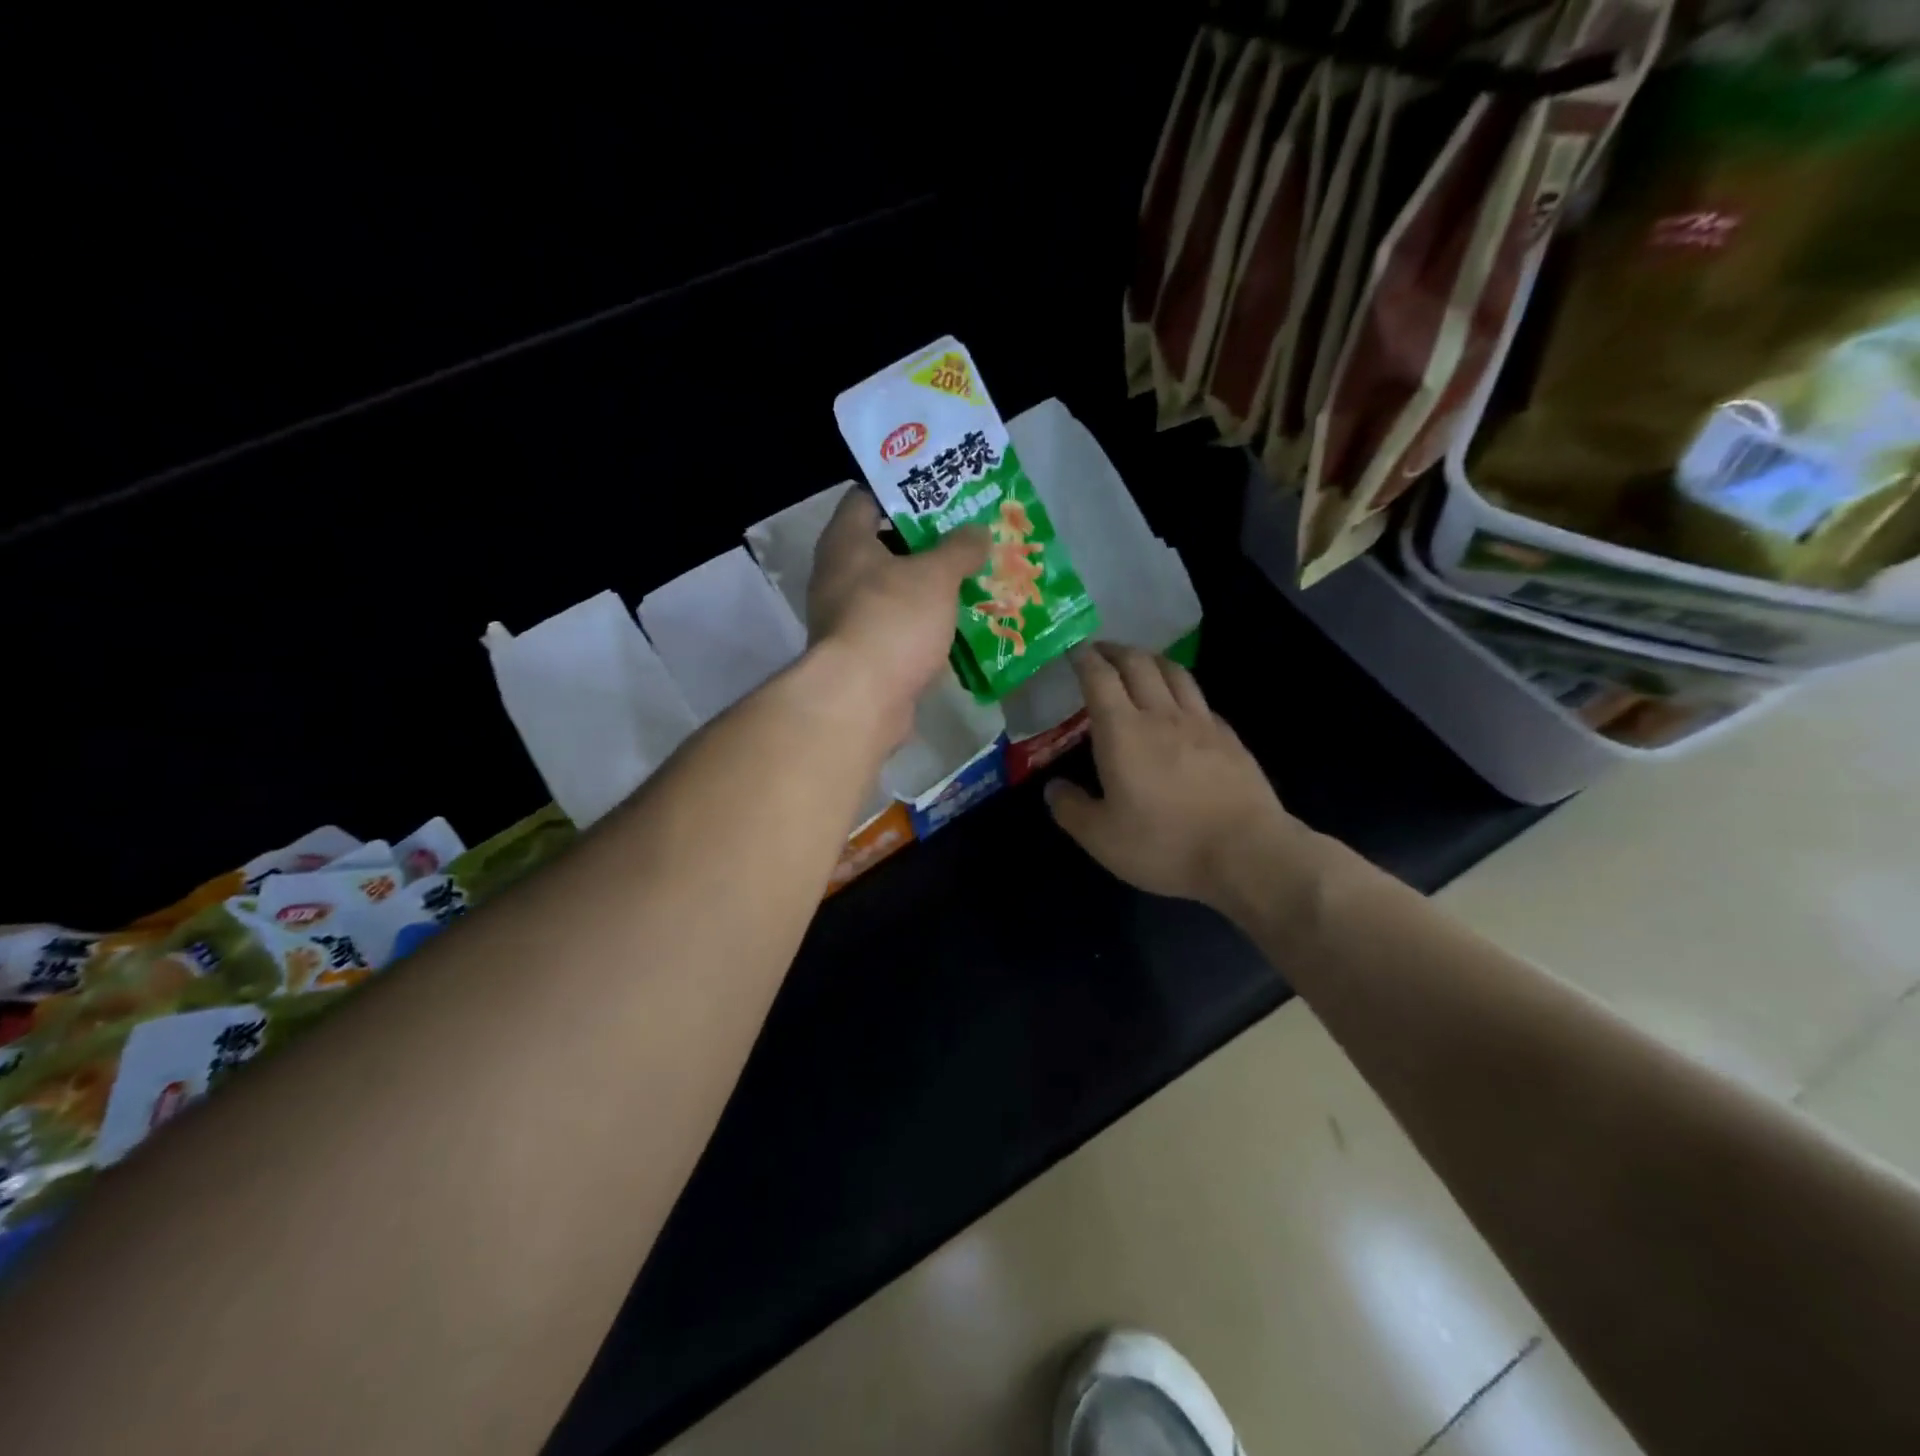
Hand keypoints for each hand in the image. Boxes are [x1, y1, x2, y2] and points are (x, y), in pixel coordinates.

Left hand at [807, 488, 987, 742]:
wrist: (861, 700)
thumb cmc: (893, 619)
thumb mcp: (936, 575)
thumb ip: (959, 548)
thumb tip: (978, 532)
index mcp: (845, 541)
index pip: (867, 496)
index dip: (904, 489)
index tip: (941, 491)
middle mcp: (837, 574)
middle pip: (883, 545)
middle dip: (926, 542)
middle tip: (967, 536)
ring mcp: (846, 617)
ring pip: (893, 589)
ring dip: (927, 586)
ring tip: (970, 577)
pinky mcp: (862, 654)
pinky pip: (897, 626)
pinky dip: (923, 623)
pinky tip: (957, 623)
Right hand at [1044, 644, 1322, 919]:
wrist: (1246, 853)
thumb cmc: (1165, 843)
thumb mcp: (1101, 838)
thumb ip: (1071, 809)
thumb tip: (1053, 788)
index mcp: (1123, 731)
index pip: (1099, 678)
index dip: (1084, 658)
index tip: (1073, 650)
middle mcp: (1161, 715)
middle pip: (1138, 663)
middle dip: (1115, 650)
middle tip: (1100, 651)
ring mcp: (1201, 723)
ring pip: (1174, 672)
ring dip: (1151, 660)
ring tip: (1139, 663)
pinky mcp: (1229, 738)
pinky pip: (1200, 700)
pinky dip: (1181, 690)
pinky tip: (1181, 705)